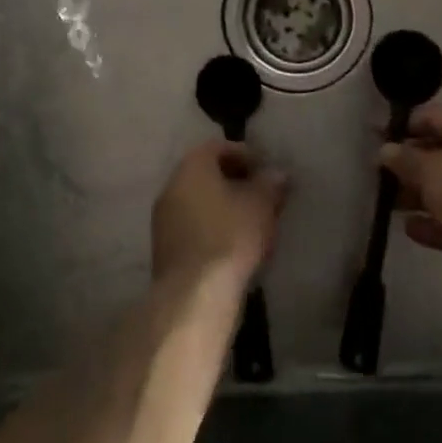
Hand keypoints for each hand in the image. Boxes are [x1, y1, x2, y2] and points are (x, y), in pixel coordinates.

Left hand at [152, 139, 288, 299]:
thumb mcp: (261, 205)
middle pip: (206, 174)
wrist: (194, 295)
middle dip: (234, 181)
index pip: (218, 147)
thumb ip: (270, 184)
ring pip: (198, 202)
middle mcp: (171, 186)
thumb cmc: (230, 236)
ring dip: (222, 207)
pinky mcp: (164, 249)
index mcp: (192, 166)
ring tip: (250, 222)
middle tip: (260, 195)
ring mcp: (163, 219)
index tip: (265, 170)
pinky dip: (211, 228)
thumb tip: (278, 174)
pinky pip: (192, 227)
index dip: (245, 155)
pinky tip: (232, 245)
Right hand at [381, 105, 441, 295]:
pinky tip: (409, 228)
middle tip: (380, 171)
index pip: (436, 117)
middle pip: (441, 153)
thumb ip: (405, 158)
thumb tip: (385, 150)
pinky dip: (432, 222)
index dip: (407, 124)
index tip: (379, 135)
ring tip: (388, 202)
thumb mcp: (430, 169)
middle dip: (410, 163)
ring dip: (417, 195)